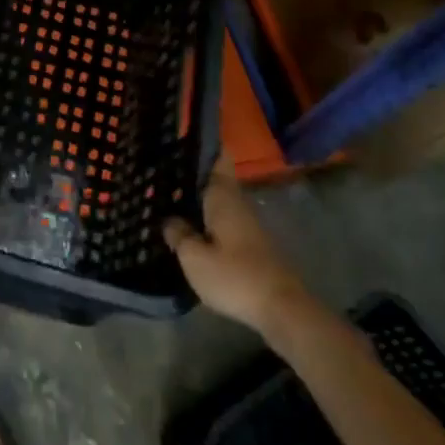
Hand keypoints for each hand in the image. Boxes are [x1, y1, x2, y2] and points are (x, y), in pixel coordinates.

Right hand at [164, 159, 312, 331]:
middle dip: (192, 171)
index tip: (182, 134)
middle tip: (160, 166)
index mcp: (223, 196)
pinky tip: (189, 227)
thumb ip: (178, 234)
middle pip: (215, 178)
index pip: (218, 158)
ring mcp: (247, 224)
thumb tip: (169, 220)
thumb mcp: (194, 258)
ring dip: (197, 196)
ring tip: (168, 196)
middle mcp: (237, 202)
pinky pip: (223, 220)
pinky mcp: (252, 244)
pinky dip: (206, 217)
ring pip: (218, 200)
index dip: (204, 144)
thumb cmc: (235, 276)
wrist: (283, 310)